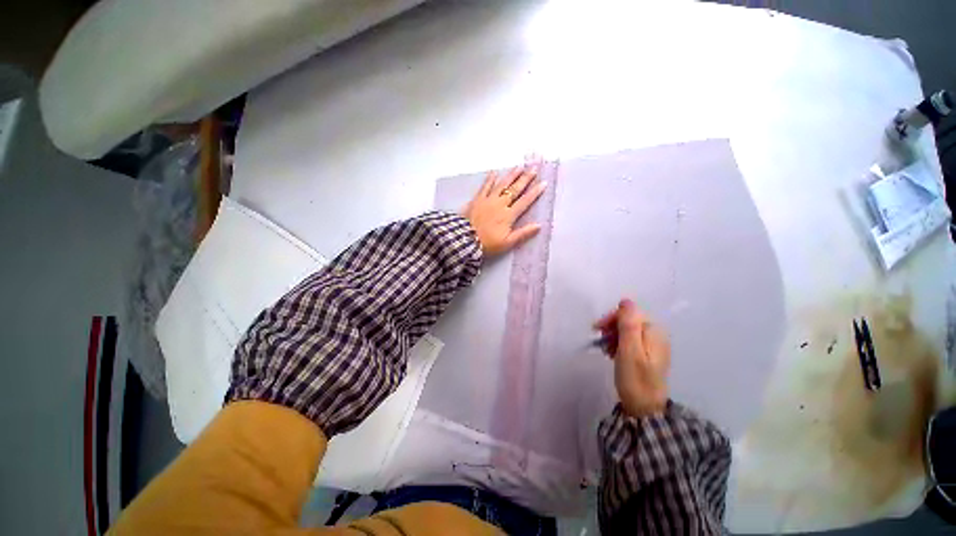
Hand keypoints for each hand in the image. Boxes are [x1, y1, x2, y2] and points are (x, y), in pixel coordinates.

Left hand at [461, 162, 547, 255]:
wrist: (465, 240)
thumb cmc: (487, 243)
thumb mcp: (507, 243)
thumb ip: (523, 233)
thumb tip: (539, 225)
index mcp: (508, 215)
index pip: (524, 202)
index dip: (535, 192)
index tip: (543, 183)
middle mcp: (500, 204)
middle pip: (515, 190)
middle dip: (525, 179)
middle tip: (534, 168)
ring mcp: (488, 200)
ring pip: (502, 185)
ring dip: (511, 175)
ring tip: (519, 166)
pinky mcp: (477, 199)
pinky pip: (485, 186)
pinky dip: (490, 179)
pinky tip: (494, 172)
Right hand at [593, 299, 670, 417]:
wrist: (644, 408)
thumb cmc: (635, 379)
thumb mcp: (629, 350)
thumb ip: (628, 324)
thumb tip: (626, 301)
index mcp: (653, 332)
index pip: (629, 313)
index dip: (612, 319)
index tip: (598, 330)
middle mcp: (655, 335)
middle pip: (628, 321)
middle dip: (611, 328)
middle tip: (600, 341)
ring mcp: (652, 345)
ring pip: (627, 331)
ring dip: (613, 337)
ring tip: (606, 350)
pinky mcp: (647, 354)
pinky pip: (629, 341)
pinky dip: (618, 345)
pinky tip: (612, 354)